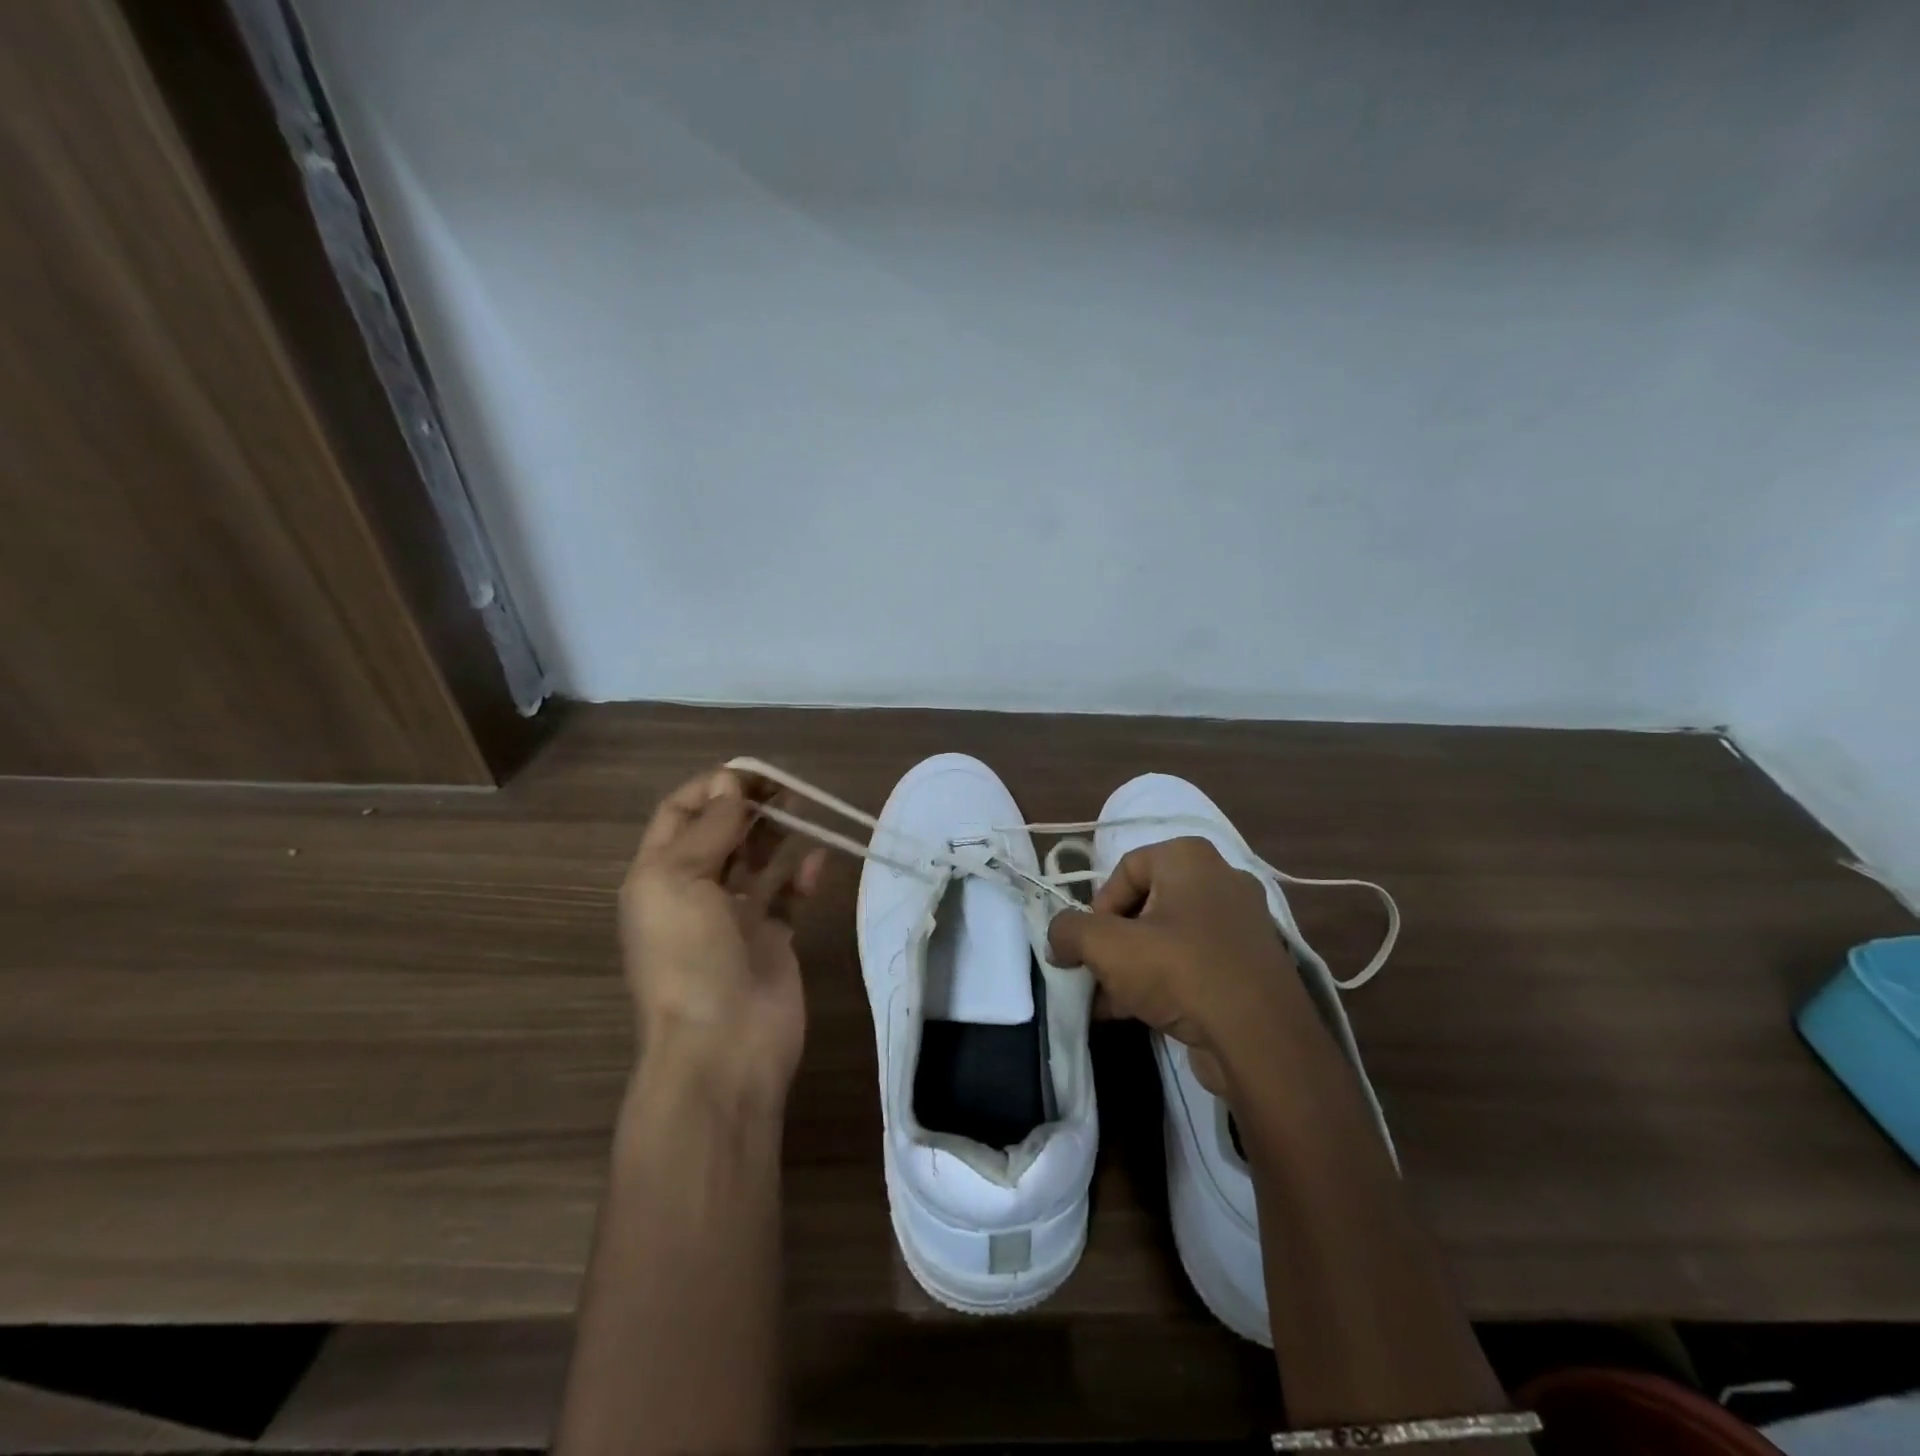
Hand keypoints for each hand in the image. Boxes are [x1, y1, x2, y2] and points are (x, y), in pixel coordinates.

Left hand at [619, 767, 825, 1106]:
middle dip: (749, 806)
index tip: (752, 775)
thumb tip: (731, 788)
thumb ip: (709, 829)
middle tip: (787, 789)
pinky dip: (802, 876)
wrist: (723, 1046)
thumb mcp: (680, 881)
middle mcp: (693, 892)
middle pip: (721, 833)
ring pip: (756, 860)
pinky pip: (788, 896)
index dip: (712, 789)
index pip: (679, 814)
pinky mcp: (772, 939)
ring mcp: (734, 917)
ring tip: (805, 809)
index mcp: (658, 876)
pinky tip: (819, 861)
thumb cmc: (689, 957)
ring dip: (777, 833)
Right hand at [1047, 836, 1306, 1096]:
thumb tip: (1059, 937)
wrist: (1261, 1040)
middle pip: (1146, 904)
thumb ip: (1070, 931)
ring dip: (1134, 967)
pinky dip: (1166, 981)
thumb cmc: (1180, 971)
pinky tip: (1140, 1014)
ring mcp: (1242, 924)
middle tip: (1098, 974)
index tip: (1090, 946)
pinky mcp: (1252, 965)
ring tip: (1110, 1002)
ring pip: (1169, 937)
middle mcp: (1221, 880)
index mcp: (1190, 857)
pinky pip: (1195, 962)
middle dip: (1114, 943)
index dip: (1098, 908)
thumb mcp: (1108, 946)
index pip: (1125, 869)